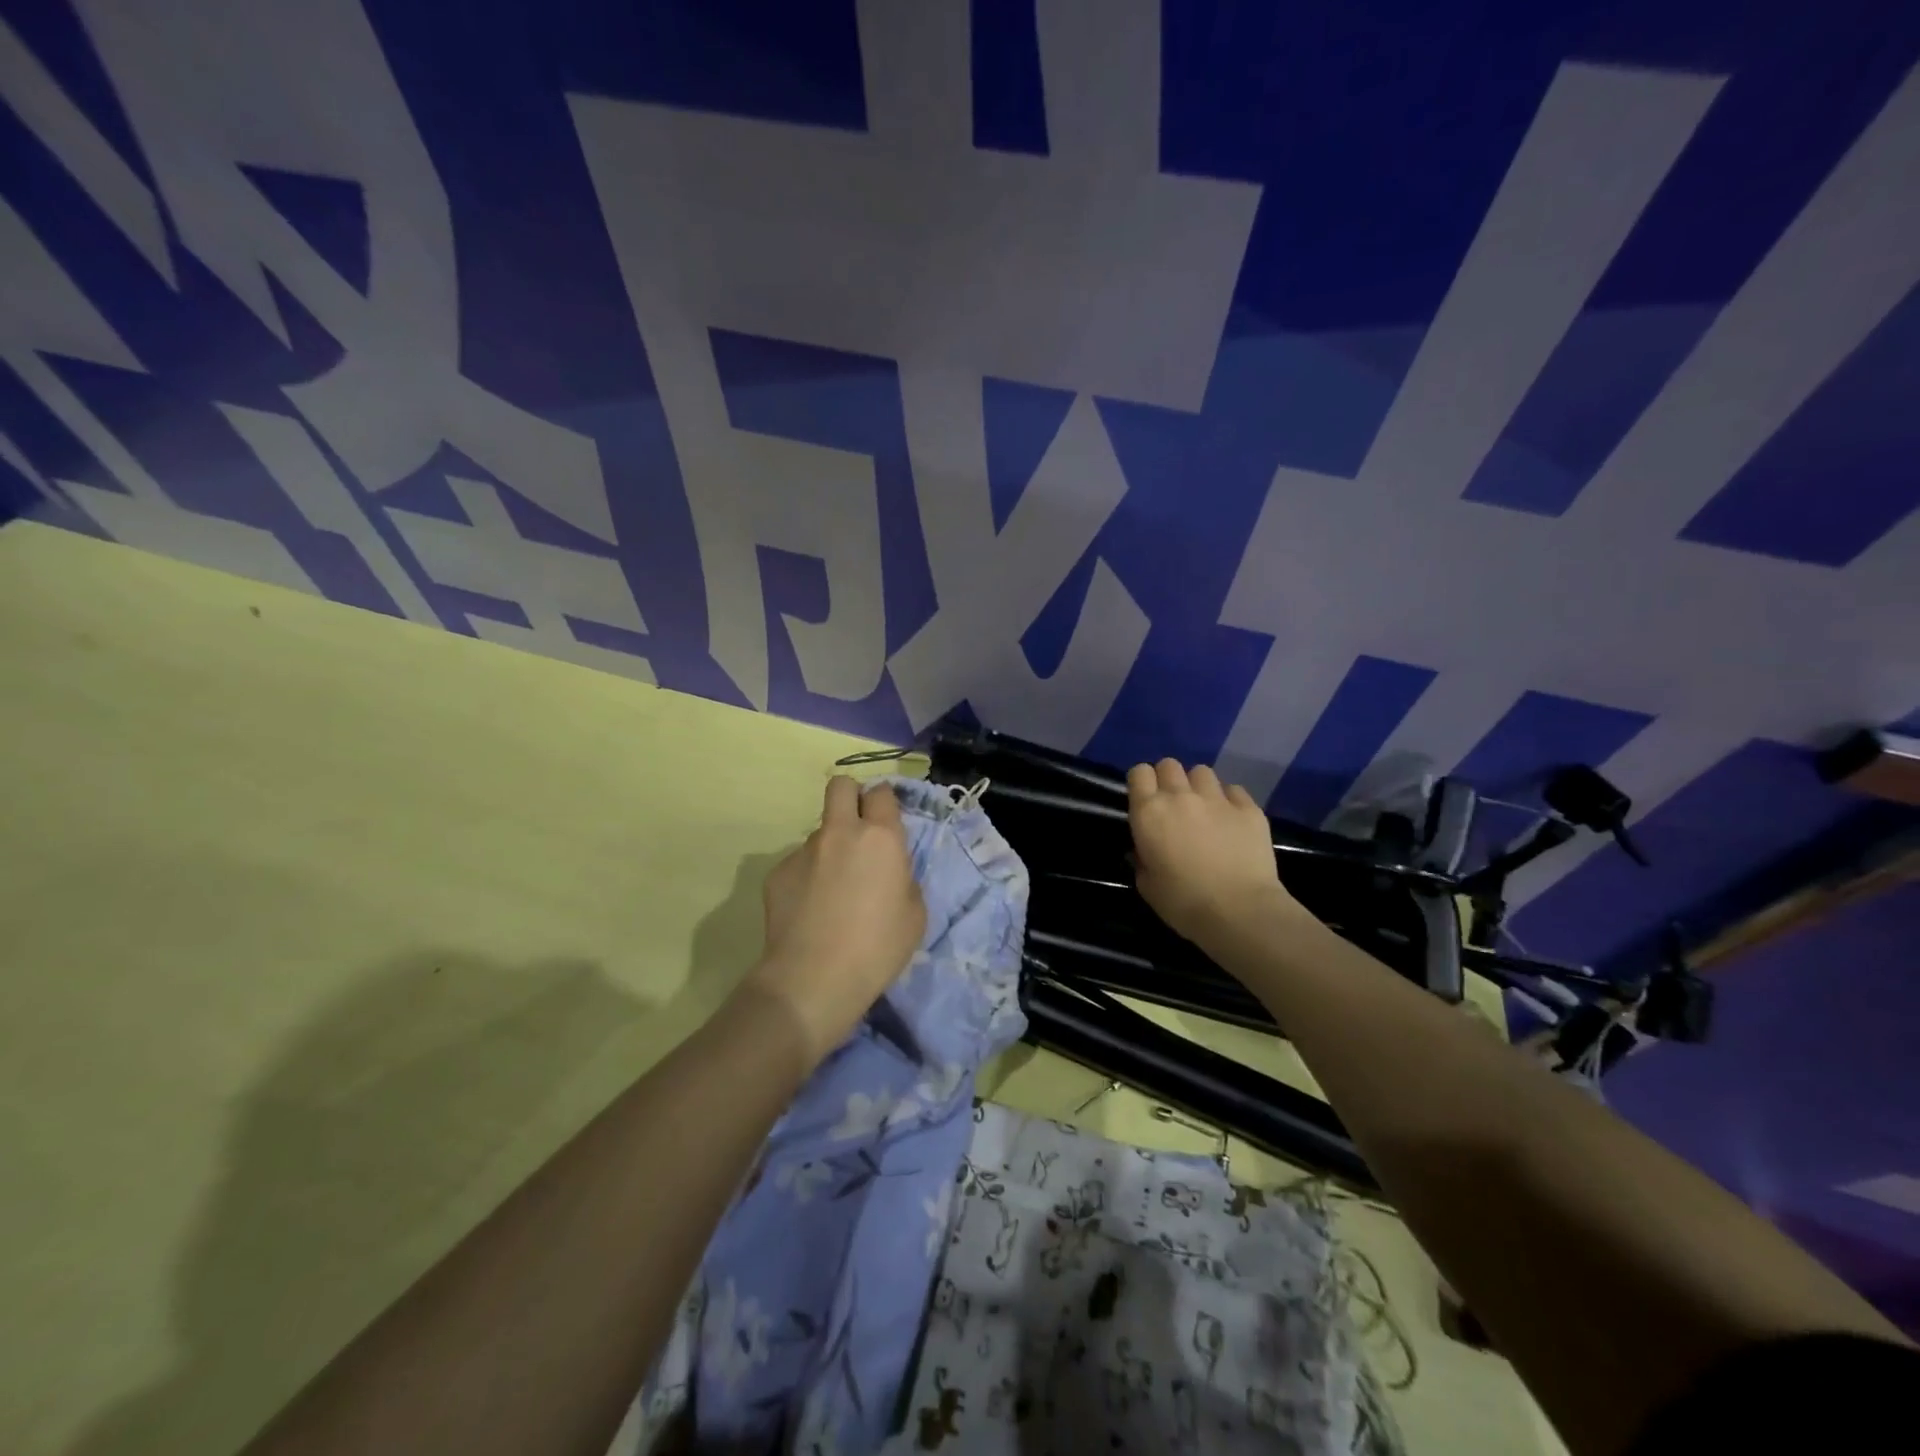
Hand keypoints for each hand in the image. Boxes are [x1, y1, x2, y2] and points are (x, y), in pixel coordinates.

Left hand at [746, 776, 926, 1065]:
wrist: (814, 980)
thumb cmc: (877, 948)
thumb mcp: (914, 913)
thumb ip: (902, 876)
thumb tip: (887, 869)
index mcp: (880, 837)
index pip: (882, 792)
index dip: (884, 803)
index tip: (886, 822)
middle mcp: (840, 832)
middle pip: (840, 786)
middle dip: (851, 797)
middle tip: (858, 831)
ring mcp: (803, 850)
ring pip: (820, 832)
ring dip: (829, 849)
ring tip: (832, 892)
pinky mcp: (777, 872)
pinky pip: (798, 863)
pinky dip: (807, 878)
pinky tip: (809, 910)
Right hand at [1127, 759, 1305, 946]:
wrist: (1239, 912)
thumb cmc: (1183, 903)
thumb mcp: (1147, 885)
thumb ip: (1141, 858)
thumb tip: (1144, 849)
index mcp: (1149, 812)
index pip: (1139, 772)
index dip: (1141, 783)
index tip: (1145, 800)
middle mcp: (1180, 796)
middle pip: (1169, 764)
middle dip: (1168, 779)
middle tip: (1174, 805)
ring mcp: (1217, 798)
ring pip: (1202, 772)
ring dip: (1198, 786)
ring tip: (1204, 809)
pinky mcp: (1248, 808)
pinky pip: (1234, 789)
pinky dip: (1229, 800)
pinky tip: (1231, 820)